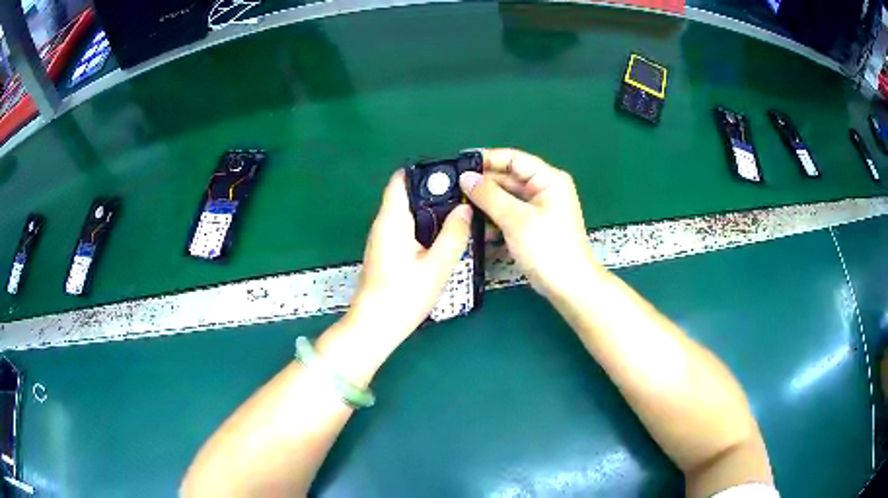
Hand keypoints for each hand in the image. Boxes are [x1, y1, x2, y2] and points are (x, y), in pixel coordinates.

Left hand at [347, 170, 471, 344]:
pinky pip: (406, 229)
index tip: (452, 175)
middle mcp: (383, 224)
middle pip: (407, 195)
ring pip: (408, 213)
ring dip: (431, 212)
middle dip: (435, 193)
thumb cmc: (404, 296)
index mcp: (392, 219)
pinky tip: (443, 239)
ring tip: (460, 216)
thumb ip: (454, 234)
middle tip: (465, 198)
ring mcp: (382, 239)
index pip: (401, 179)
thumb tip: (465, 208)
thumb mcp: (437, 265)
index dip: (425, 172)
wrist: (376, 326)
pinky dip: (424, 228)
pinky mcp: (385, 252)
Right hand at [459, 148, 595, 298]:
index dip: (487, 160)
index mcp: (548, 179)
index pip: (513, 159)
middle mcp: (544, 189)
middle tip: (453, 190)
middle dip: (483, 185)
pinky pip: (508, 215)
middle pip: (508, 178)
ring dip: (486, 204)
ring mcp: (538, 209)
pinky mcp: (531, 227)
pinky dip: (494, 219)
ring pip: (506, 198)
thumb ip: (489, 195)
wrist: (568, 286)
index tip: (460, 165)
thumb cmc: (548, 248)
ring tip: (461, 210)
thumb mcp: (516, 219)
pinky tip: (478, 228)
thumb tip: (466, 177)